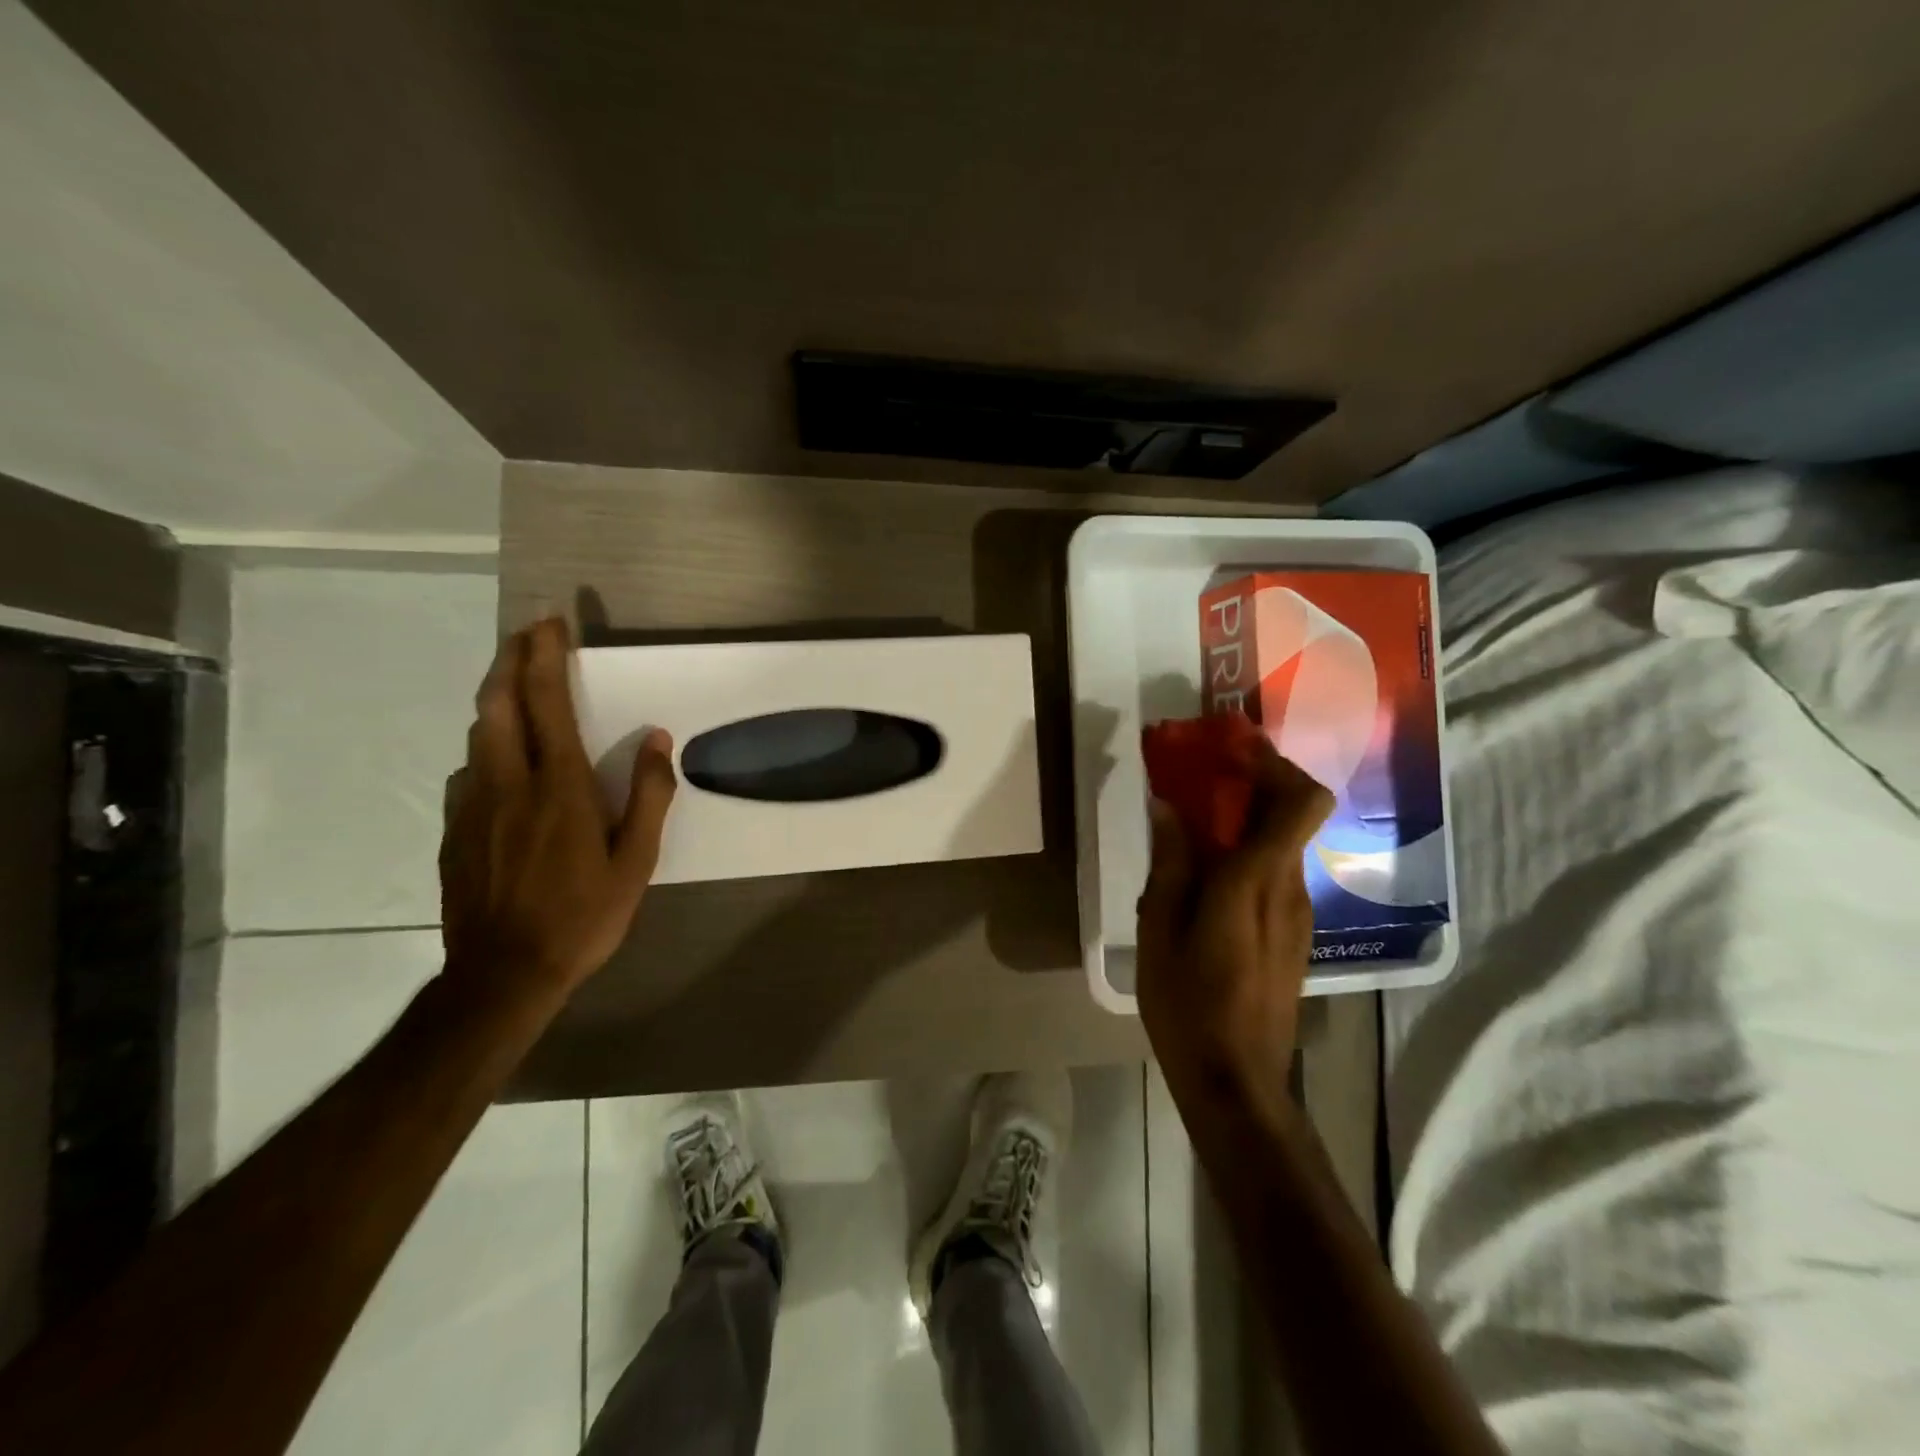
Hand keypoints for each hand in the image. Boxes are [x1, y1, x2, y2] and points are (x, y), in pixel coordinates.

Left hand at [440, 617, 676, 998]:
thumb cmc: (583, 916)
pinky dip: (487, 746)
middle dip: (510, 659)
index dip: (546, 656)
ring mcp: (473, 806)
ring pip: (478, 734)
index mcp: (559, 787)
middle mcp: (508, 783)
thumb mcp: (636, 862)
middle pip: (497, 703)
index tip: (550, 622)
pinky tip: (502, 761)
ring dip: (497, 699)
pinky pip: (469, 771)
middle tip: (525, 633)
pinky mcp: (454, 830)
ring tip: (516, 686)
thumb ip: (649, 796)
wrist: (502, 975)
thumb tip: (658, 740)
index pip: (547, 703)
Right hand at [1135, 736, 1332, 1093]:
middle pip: (1293, 813)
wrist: (1236, 1082)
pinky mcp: (1293, 935)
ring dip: (1245, 819)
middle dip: (1251, 783)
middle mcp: (1290, 888)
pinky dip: (1246, 854)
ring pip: (1282, 843)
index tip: (1230, 752)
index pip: (1303, 801)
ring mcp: (1298, 914)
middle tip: (1198, 777)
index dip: (1274, 765)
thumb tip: (1168, 807)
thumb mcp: (1160, 929)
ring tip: (1190, 823)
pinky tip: (1204, 875)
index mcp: (1257, 880)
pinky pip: (1275, 874)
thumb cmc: (1189, 1004)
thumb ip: (1171, 863)